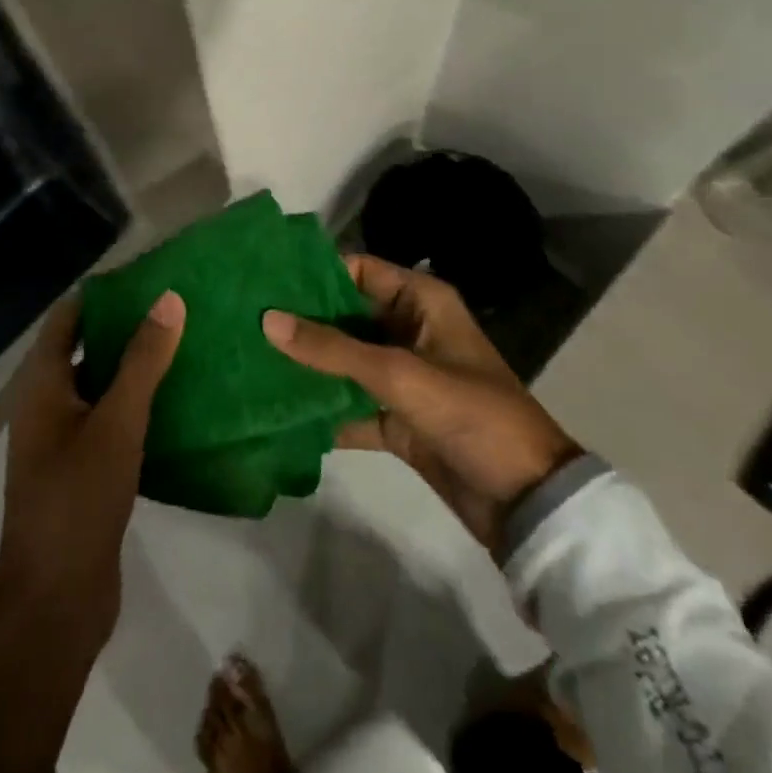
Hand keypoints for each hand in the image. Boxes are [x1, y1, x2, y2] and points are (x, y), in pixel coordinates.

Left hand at [0, 292, 183, 772]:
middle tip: (175, 307)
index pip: (67, 318)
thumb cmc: (79, 498)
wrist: (56, 599)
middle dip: (125, 327)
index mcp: (40, 386)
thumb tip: (168, 299)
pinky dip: (136, 404)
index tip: (147, 277)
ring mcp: (62, 440)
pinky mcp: (82, 470)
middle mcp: (45, 406)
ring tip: (183, 345)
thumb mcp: (117, 422)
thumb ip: (142, 361)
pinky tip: (177, 401)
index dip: (102, 294)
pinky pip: (109, 420)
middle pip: (83, 349)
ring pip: (99, 386)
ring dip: (134, 367)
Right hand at [263, 256, 578, 553]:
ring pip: (344, 361)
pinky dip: (321, 408)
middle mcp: (409, 330)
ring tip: (249, 359)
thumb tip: (267, 319)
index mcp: (422, 302)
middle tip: (245, 320)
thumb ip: (333, 349)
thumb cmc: (471, 415)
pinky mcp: (396, 417)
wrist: (526, 501)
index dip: (314, 273)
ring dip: (307, 365)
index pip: (359, 271)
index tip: (265, 280)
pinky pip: (350, 403)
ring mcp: (402, 376)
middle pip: (345, 316)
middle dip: (301, 321)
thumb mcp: (401, 374)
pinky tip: (277, 410)